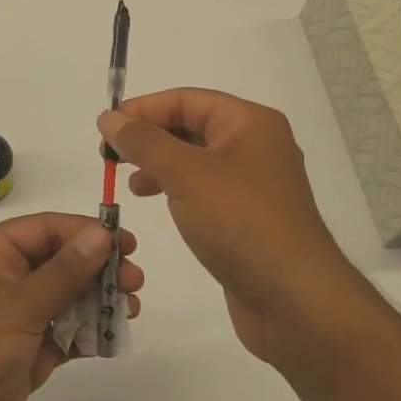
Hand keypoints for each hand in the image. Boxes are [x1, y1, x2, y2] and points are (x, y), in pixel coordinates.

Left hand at [0, 213, 144, 400]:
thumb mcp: (18, 305)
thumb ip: (64, 271)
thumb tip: (101, 234)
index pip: (45, 229)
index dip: (86, 233)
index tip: (127, 244)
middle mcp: (0, 278)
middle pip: (58, 262)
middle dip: (97, 270)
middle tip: (135, 282)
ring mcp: (12, 317)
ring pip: (64, 298)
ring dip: (96, 301)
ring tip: (130, 309)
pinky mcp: (22, 352)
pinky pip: (62, 333)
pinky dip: (86, 333)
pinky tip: (112, 336)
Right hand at [99, 89, 359, 367]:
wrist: (294, 300)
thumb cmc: (241, 223)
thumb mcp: (185, 174)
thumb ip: (143, 142)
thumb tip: (109, 118)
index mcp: (250, 123)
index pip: (186, 100)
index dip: (143, 109)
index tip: (106, 128)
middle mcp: (255, 145)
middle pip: (191, 126)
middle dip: (149, 137)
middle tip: (109, 156)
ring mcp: (253, 183)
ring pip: (195, 159)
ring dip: (159, 164)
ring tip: (130, 182)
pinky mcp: (247, 216)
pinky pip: (204, 188)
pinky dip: (175, 188)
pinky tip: (156, 201)